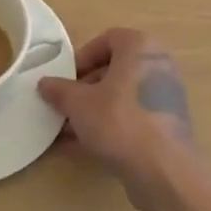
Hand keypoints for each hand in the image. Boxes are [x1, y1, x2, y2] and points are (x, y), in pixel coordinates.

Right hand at [38, 29, 197, 210]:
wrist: (164, 171)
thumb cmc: (119, 121)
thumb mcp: (79, 104)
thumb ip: (59, 91)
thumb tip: (44, 83)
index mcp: (140, 48)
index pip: (107, 39)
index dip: (82, 57)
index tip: (65, 78)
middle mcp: (157, 66)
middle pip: (115, 70)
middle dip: (85, 89)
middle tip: (64, 106)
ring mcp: (165, 98)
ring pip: (121, 98)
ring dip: (93, 112)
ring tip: (66, 131)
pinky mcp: (166, 127)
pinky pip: (131, 120)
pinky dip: (108, 129)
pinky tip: (81, 150)